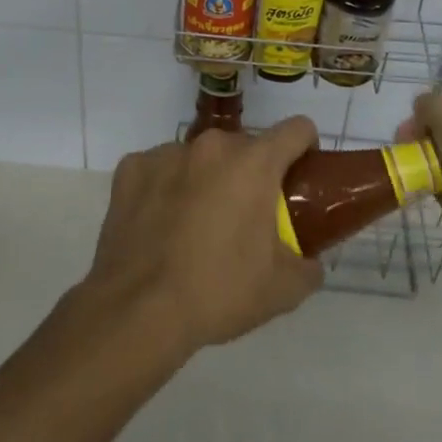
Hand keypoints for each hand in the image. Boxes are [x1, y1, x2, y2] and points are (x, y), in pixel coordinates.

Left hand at [83, 117, 323, 354]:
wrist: (137, 311)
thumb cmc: (218, 292)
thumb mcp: (282, 290)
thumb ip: (308, 266)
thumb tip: (310, 260)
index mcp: (254, 163)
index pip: (296, 129)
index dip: (305, 148)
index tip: (299, 176)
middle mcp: (211, 145)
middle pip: (244, 146)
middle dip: (250, 174)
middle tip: (244, 217)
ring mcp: (166, 153)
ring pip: (199, 157)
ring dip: (206, 179)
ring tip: (195, 226)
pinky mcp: (131, 168)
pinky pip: (160, 169)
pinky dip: (165, 188)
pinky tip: (159, 225)